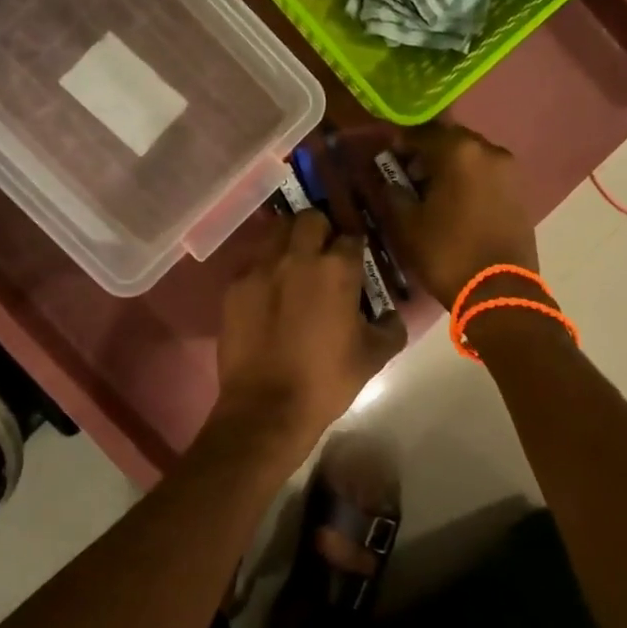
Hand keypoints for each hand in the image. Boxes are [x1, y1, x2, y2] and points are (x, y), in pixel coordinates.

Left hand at [211, 211, 406, 468]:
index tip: (355, 260)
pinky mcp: (235, 285)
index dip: (355, 247)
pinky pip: (252, 260)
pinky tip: (267, 289)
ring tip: (293, 262)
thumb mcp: (374, 357)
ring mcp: (261, 268)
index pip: (351, 237)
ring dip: (289, 239)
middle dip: (321, 230)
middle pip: (311, 219)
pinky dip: (263, 266)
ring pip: (276, 230)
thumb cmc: (326, 381)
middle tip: (323, 253)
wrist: (266, 409)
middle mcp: (298, 257)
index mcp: (337, 269)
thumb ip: (391, 327)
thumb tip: (392, 314)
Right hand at [385, 122, 540, 308]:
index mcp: (458, 151)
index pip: (421, 133)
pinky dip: (468, 180)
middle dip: (427, 153)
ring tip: (431, 192)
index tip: (386, 158)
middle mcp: (488, 150)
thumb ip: (393, 192)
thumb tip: (389, 179)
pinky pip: (486, 174)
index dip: (399, 143)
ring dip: (449, 166)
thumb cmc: (446, 253)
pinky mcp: (520, 191)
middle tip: (408, 175)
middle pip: (449, 140)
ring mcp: (509, 170)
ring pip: (470, 156)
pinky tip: (455, 202)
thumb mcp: (406, 224)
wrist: (500, 292)